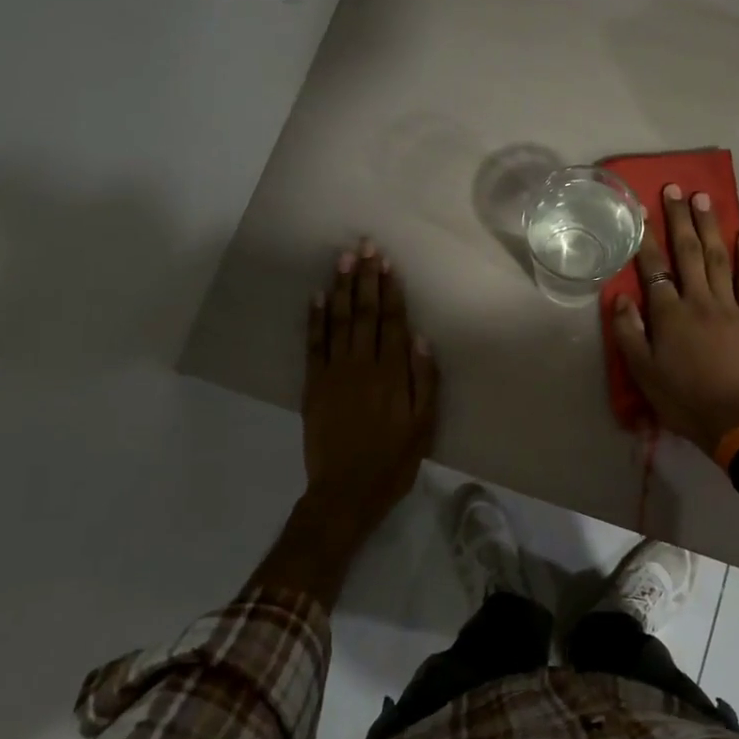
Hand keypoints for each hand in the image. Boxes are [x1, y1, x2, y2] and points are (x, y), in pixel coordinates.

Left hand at [302, 240, 439, 532]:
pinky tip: (316, 296)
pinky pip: (313, 345)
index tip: (387, 263)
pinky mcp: (313, 385)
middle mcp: (362, 365)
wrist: (345, 493)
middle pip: (364, 313)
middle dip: (365, 277)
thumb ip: (425, 381)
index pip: (392, 322)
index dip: (390, 290)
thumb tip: (422, 339)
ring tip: (343, 259)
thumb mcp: (424, 427)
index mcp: (392, 374)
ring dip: (340, 288)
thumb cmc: (392, 461)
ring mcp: (334, 373)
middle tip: (364, 246)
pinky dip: (314, 319)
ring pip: (338, 321)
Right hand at [611, 185, 738, 453]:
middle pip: (689, 252)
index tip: (642, 210)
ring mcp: (729, 306)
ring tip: (704, 199)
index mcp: (669, 313)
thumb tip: (621, 298)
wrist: (733, 420)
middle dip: (680, 219)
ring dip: (711, 227)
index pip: (655, 267)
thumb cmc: (681, 397)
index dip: (647, 237)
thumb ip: (629, 332)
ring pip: (719, 258)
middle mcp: (699, 300)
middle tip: (676, 189)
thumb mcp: (642, 371)